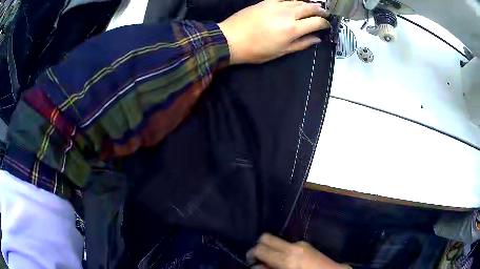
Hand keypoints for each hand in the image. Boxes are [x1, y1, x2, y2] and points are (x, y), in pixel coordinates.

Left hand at [218, 0, 329, 63]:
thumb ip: (301, 44)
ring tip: (313, 7)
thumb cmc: (256, 50)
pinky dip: (293, 0)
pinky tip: (296, 2)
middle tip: (324, 13)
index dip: (324, 23)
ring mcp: (276, 5)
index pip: (316, 22)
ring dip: (308, 3)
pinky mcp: (266, 1)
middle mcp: (287, 14)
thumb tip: (317, 39)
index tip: (327, 25)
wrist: (230, 39)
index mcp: (292, 29)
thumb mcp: (281, 52)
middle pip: (310, 8)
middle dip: (320, 10)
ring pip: (298, 1)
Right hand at [247, 234, 351, 268]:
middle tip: (259, 258)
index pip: (260, 249)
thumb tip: (256, 266)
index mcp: (285, 259)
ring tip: (273, 260)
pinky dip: (282, 250)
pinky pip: (288, 244)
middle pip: (266, 237)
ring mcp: (300, 244)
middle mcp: (291, 247)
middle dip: (259, 246)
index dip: (251, 254)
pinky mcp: (306, 244)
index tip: (251, 261)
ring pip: (277, 240)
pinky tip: (286, 259)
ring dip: (271, 248)